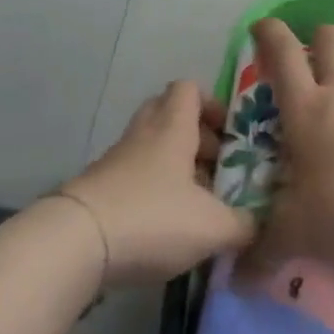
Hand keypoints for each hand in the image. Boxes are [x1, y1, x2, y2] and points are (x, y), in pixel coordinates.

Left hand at [59, 81, 256, 286]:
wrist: (74, 244)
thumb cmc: (152, 218)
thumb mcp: (213, 227)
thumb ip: (244, 226)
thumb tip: (259, 226)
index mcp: (172, 128)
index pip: (188, 89)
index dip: (212, 103)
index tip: (230, 132)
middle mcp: (143, 135)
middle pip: (166, 112)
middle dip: (194, 134)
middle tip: (214, 164)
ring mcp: (115, 161)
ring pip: (150, 147)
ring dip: (173, 165)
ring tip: (196, 201)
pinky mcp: (98, 189)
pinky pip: (133, 176)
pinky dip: (152, 190)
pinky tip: (166, 224)